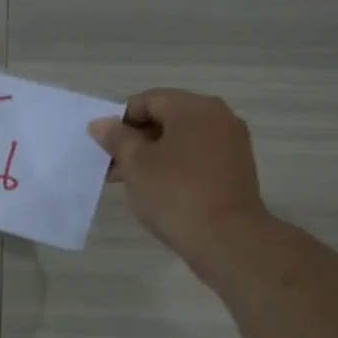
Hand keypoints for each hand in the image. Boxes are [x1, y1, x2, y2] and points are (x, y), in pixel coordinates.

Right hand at [88, 90, 269, 266]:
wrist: (227, 238)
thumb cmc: (175, 193)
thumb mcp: (136, 164)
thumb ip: (117, 138)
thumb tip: (101, 123)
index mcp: (194, 107)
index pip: (149, 100)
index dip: (121, 120)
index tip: (105, 147)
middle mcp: (218, 117)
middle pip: (167, 118)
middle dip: (137, 139)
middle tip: (113, 166)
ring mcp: (232, 143)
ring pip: (182, 139)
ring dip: (154, 155)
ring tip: (131, 182)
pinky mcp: (237, 169)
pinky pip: (198, 156)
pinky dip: (176, 166)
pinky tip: (159, 189)